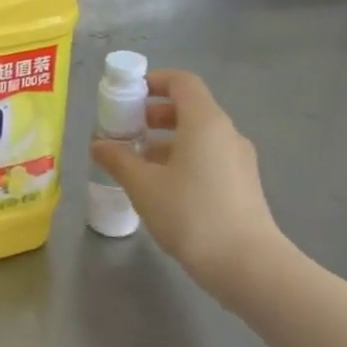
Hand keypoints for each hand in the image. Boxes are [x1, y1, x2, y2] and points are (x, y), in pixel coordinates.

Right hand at [90, 70, 298, 299]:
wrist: (247, 264)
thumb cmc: (191, 214)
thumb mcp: (143, 185)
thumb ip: (118, 159)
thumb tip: (98, 144)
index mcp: (205, 122)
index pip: (182, 82)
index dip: (154, 82)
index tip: (129, 95)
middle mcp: (227, 133)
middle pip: (190, 108)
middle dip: (155, 114)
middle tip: (127, 131)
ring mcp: (239, 160)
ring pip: (199, 136)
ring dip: (167, 140)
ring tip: (139, 163)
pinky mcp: (243, 184)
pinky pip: (209, 157)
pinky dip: (184, 159)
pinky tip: (163, 187)